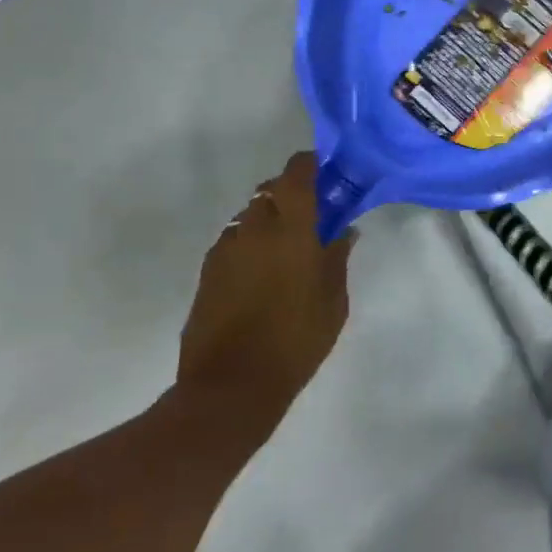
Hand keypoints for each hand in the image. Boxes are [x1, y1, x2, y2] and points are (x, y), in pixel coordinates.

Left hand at [175, 152, 355, 431]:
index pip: (295, 174)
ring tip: (286, 248)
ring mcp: (225, 248)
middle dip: (290, 193)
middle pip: (270, 190)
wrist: (230, 386)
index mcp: (290, 230)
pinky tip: (262, 273)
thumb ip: (337, 259)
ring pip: (249, 215)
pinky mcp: (208, 270)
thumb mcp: (333, 302)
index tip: (325, 172)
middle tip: (311, 214)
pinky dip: (250, 243)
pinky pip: (234, 240)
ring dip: (269, 219)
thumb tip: (343, 232)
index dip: (309, 165)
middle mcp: (253, 229)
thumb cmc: (295, 342)